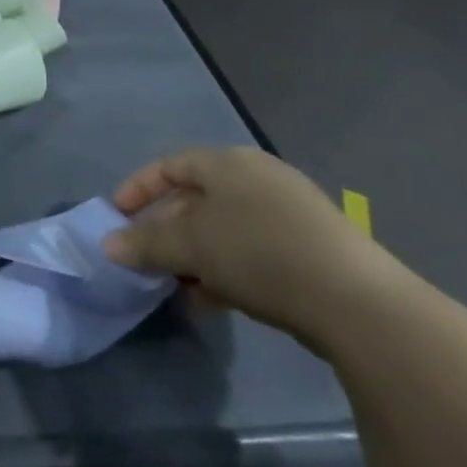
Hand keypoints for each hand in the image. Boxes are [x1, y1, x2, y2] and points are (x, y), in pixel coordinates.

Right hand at [103, 148, 399, 345]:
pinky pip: (252, 252)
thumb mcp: (190, 247)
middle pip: (196, 199)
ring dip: (193, 257)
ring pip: (223, 230)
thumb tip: (108, 245)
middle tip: (144, 258)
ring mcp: (290, 214)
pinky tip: (212, 301)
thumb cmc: (259, 253)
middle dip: (165, 230)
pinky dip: (226, 270)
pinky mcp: (312, 250)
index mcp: (228, 163)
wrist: (358, 303)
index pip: (169, 166)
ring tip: (175, 286)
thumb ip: (145, 243)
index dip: (138, 189)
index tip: (117, 217)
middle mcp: (259, 179)